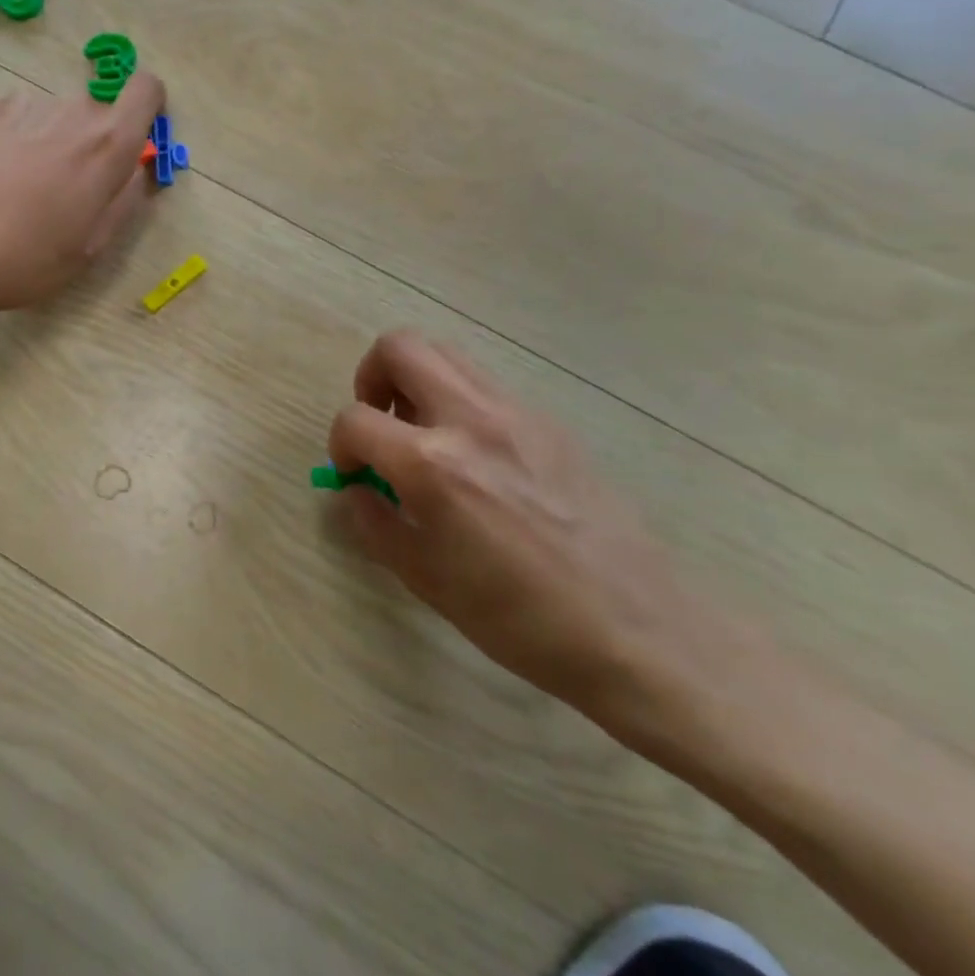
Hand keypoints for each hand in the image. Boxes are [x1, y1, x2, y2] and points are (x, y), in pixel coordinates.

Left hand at [0, 74, 166, 315]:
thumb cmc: (24, 258)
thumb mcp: (91, 247)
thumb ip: (124, 200)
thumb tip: (135, 170)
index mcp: (106, 145)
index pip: (145, 90)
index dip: (146, 107)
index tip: (132, 138)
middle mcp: (69, 111)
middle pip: (94, 114)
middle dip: (87, 145)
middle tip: (62, 193)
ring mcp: (21, 105)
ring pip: (51, 117)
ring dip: (46, 143)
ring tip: (15, 191)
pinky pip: (12, 119)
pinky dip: (9, 141)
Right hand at [328, 330, 710, 719]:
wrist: (635, 628)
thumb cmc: (519, 619)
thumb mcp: (426, 580)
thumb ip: (375, 523)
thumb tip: (357, 489)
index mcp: (433, 464)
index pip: (355, 420)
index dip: (339, 445)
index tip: (352, 473)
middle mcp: (471, 420)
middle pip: (399, 347)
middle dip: (371, 378)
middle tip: (379, 424)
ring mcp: (516, 412)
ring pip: (445, 353)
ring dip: (416, 381)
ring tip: (421, 433)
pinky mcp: (549, 421)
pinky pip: (485, 384)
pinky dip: (457, 400)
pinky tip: (473, 456)